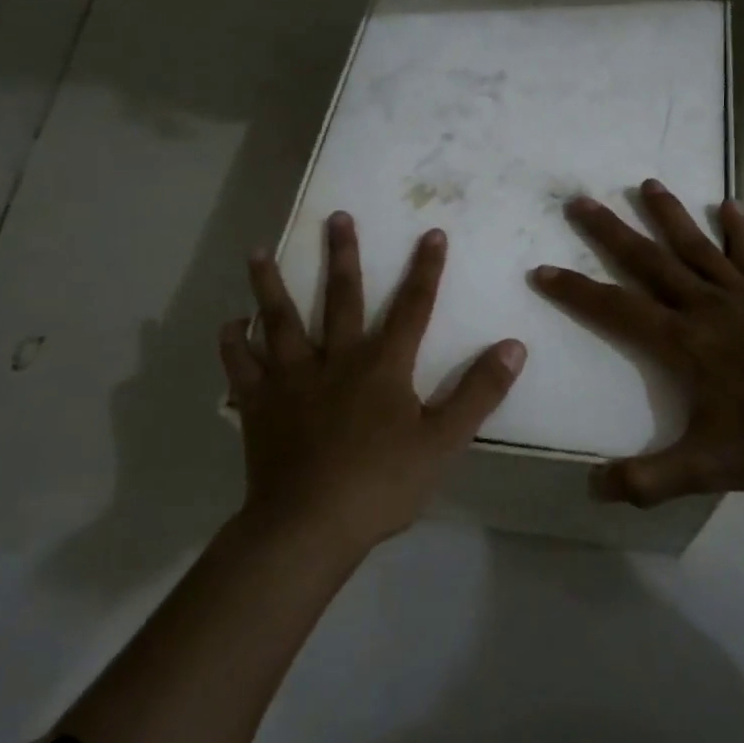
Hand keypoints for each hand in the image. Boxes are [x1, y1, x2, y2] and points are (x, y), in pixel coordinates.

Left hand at [220, 213, 526, 550]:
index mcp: (382, 366)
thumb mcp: (443, 441)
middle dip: (342, 256)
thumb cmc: (381, 484)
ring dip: (269, 285)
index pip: (413, 307)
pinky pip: (241, 368)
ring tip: (257, 252)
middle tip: (335, 216)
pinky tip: (229, 325)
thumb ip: (478, 392)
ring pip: (279, 321)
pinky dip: (233, 345)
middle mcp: (336, 359)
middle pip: (341, 298)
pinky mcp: (259, 405)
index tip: (432, 233)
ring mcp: (292, 379)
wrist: (308, 526)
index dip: (426, 270)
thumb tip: (514, 346)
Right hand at [532, 181, 743, 505]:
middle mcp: (705, 308)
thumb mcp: (709, 467)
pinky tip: (728, 205)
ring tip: (647, 182)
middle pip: (649, 260)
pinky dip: (738, 231)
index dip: (575, 290)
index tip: (542, 269)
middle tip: (579, 200)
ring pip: (695, 247)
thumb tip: (594, 488)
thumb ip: (651, 479)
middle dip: (610, 231)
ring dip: (668, 215)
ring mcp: (741, 299)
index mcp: (683, 342)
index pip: (616, 308)